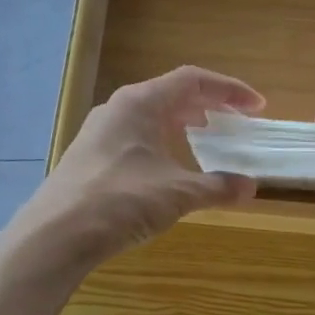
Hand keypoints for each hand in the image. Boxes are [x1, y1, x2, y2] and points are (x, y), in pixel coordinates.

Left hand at [0, 66, 264, 280]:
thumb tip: (250, 186)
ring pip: (150, 118)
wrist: (57, 234)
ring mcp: (99, 134)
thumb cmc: (121, 201)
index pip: (192, 80)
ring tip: (204, 143)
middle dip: (207, 107)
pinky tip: (168, 171)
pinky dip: (161, 145)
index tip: (257, 107)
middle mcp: (117, 109)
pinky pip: (135, 139)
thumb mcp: (178, 194)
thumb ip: (217, 187)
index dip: (229, 90)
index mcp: (140, 103)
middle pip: (170, 95)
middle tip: (234, 125)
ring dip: (182, 126)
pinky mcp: (90, 159)